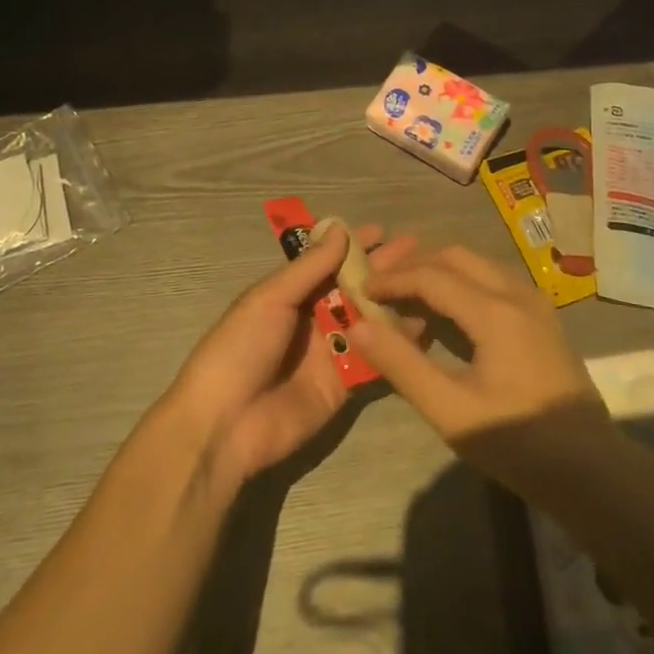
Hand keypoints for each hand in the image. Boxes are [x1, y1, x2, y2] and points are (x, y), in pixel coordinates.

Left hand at [168, 222, 415, 492]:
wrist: (226, 424)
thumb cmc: (241, 348)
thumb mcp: (270, 298)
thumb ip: (309, 266)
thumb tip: (340, 229)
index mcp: (288, 295)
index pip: (327, 263)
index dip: (353, 246)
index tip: (383, 231)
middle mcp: (311, 319)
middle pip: (352, 289)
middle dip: (381, 270)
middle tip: (416, 251)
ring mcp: (329, 352)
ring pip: (367, 321)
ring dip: (393, 302)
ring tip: (427, 284)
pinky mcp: (343, 385)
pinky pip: (373, 358)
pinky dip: (394, 344)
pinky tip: (422, 328)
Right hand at [347, 245, 614, 501]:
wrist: (593, 470)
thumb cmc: (518, 444)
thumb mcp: (450, 410)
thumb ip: (402, 364)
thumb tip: (359, 326)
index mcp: (495, 311)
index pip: (431, 275)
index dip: (392, 279)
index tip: (361, 290)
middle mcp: (517, 292)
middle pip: (456, 257)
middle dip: (415, 265)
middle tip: (382, 287)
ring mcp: (535, 302)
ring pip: (477, 265)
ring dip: (439, 272)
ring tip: (407, 298)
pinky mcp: (543, 317)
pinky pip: (494, 281)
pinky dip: (463, 285)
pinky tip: (447, 315)